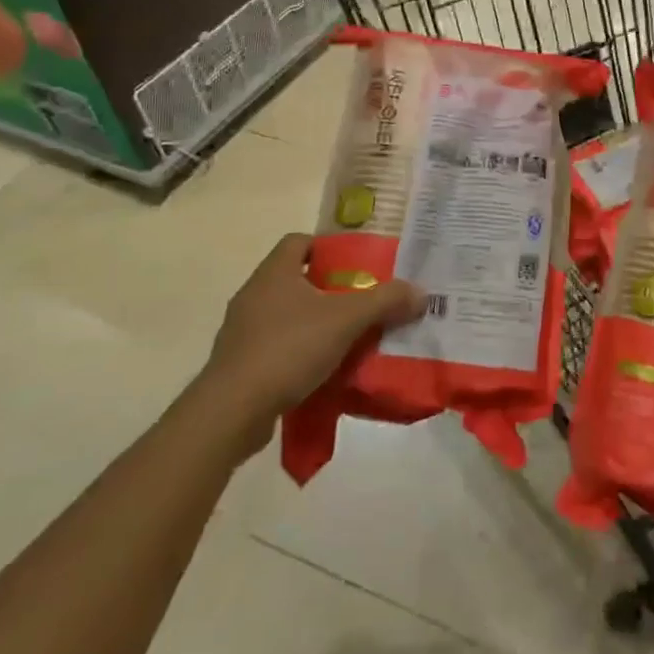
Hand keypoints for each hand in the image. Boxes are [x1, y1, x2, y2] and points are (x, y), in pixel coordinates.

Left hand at [194, 234, 423, 455]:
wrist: (231, 411)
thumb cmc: (288, 348)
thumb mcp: (346, 320)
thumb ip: (385, 302)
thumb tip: (421, 293)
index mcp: (274, 273)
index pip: (299, 241)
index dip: (328, 247)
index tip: (356, 263)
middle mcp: (253, 295)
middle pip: (296, 279)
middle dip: (330, 289)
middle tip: (363, 301)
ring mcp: (242, 331)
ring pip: (287, 315)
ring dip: (316, 323)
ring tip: (349, 337)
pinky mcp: (239, 365)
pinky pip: (277, 347)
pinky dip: (300, 353)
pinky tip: (324, 370)